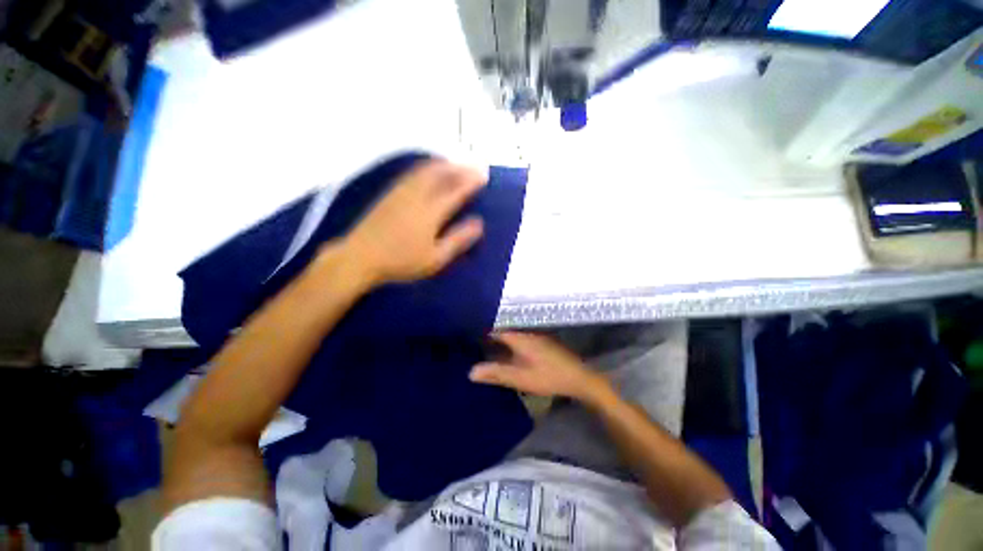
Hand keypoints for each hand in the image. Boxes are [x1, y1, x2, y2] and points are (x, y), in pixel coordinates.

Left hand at [342, 160, 485, 284]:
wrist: (360, 257)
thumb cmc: (401, 261)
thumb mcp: (435, 258)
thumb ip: (458, 240)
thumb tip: (479, 224)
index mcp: (431, 212)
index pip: (456, 191)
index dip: (471, 182)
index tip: (483, 175)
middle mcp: (417, 196)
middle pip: (441, 175)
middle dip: (459, 168)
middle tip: (472, 166)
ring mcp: (401, 192)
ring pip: (425, 171)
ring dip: (443, 164)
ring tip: (454, 162)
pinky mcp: (389, 193)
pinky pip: (411, 173)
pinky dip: (425, 167)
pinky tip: (427, 169)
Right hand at [470, 332, 610, 402]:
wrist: (580, 378)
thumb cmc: (548, 376)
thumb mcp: (520, 377)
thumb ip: (496, 373)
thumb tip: (471, 371)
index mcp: (519, 337)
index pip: (495, 330)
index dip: (482, 333)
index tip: (468, 338)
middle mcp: (526, 333)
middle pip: (503, 332)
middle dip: (490, 338)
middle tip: (474, 346)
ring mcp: (536, 337)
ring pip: (512, 337)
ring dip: (500, 343)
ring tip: (487, 350)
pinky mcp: (542, 344)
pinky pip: (521, 341)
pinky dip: (511, 347)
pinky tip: (508, 356)